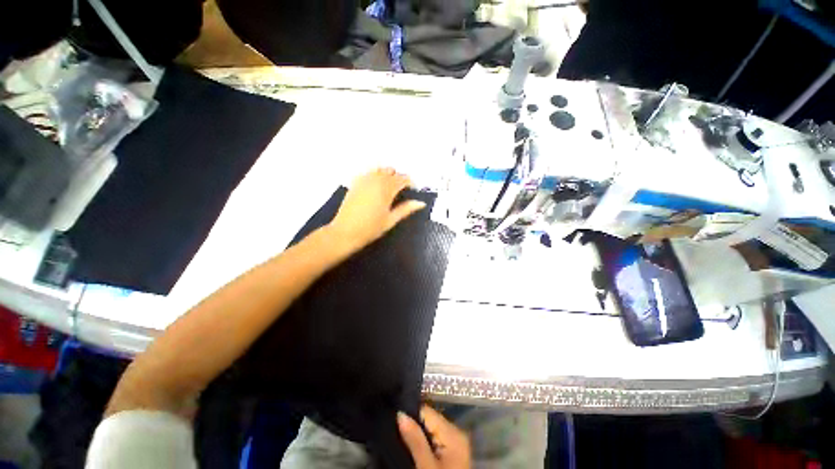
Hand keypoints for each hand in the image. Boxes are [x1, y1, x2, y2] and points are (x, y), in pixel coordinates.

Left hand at [327, 168, 426, 252]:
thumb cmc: (370, 228)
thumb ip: (406, 209)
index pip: (402, 179)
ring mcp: (363, 180)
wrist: (345, 232)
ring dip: (387, 175)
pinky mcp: (355, 183)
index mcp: (386, 189)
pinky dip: (375, 175)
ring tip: (389, 187)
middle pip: (391, 171)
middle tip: (401, 190)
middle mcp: (375, 180)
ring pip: (379, 169)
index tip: (413, 189)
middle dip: (398, 178)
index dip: (409, 182)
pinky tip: (375, 186)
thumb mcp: (391, 220)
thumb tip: (421, 203)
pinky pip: (368, 172)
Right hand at [398, 405, 470, 468]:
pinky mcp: (451, 453)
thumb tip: (400, 413)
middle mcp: (456, 432)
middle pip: (429, 419)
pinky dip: (423, 442)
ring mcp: (455, 443)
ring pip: (430, 429)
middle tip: (394, 427)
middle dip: (413, 423)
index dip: (410, 413)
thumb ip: (414, 439)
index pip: (427, 411)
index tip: (393, 417)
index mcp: (453, 432)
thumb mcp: (425, 467)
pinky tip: (412, 446)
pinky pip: (434, 439)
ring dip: (416, 433)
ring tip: (400, 435)